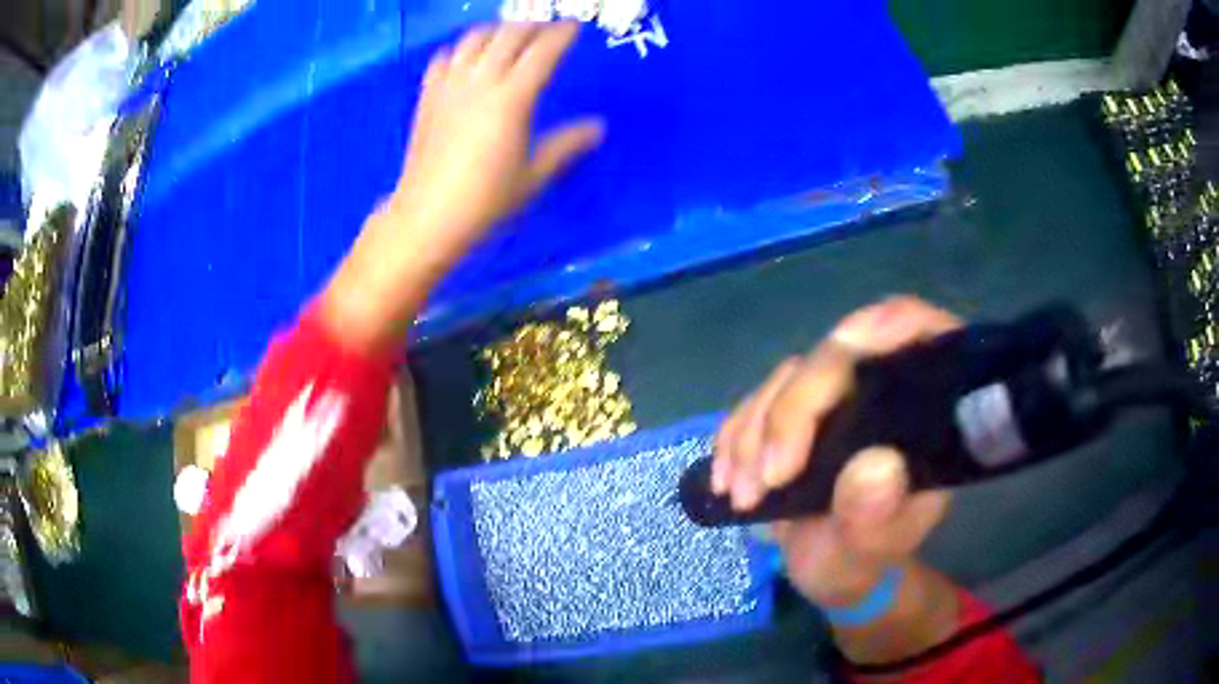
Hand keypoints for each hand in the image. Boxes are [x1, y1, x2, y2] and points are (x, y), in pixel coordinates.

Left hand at [391, 21, 604, 249]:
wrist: (426, 218)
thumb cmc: (485, 202)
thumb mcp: (534, 177)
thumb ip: (566, 145)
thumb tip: (599, 127)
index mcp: (512, 99)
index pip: (542, 52)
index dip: (561, 34)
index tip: (574, 26)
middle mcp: (480, 82)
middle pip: (509, 35)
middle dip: (532, 25)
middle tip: (547, 28)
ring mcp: (449, 86)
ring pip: (475, 39)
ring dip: (497, 30)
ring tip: (511, 35)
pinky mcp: (427, 97)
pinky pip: (444, 58)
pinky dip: (460, 49)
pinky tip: (468, 58)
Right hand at [712, 297, 958, 604]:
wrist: (830, 569)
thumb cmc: (864, 562)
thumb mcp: (873, 553)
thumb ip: (878, 518)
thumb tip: (876, 467)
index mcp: (924, 403)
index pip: (914, 329)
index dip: (880, 328)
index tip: (830, 375)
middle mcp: (882, 384)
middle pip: (836, 356)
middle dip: (790, 414)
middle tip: (765, 482)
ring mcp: (835, 395)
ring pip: (788, 378)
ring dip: (753, 434)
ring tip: (742, 495)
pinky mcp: (795, 410)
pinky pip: (755, 402)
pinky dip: (733, 437)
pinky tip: (725, 479)